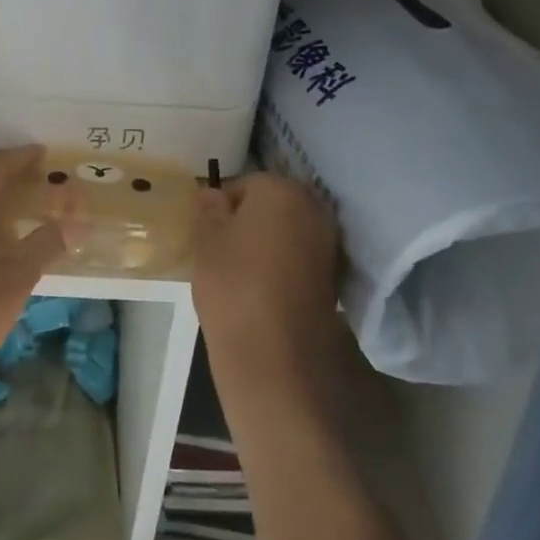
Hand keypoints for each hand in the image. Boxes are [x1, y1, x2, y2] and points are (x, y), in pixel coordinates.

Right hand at [192, 173, 342, 397]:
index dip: (221, 207)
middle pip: (272, 204)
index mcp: (281, 189)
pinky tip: (265, 288)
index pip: (244, 184)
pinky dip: (285, 264)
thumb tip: (213, 195)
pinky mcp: (334, 275)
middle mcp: (313, 207)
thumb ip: (209, 209)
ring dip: (269, 242)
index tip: (208, 234)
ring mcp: (328, 242)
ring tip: (242, 272)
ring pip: (288, 230)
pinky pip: (300, 257)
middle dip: (250, 220)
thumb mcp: (205, 241)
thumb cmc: (233, 285)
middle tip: (223, 250)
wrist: (275, 355)